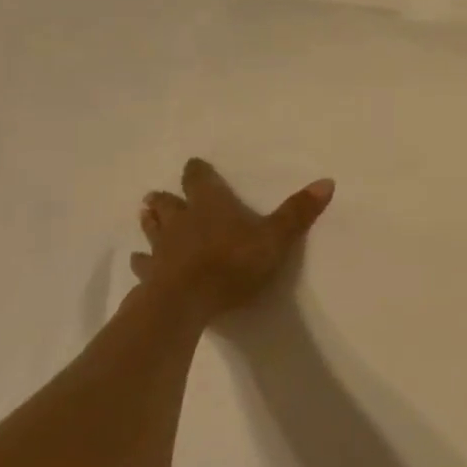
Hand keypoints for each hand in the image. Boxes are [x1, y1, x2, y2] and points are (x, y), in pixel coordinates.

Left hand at [132, 157, 334, 324]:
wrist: (186, 301)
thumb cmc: (233, 263)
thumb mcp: (276, 237)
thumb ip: (298, 211)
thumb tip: (327, 180)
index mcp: (211, 205)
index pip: (200, 180)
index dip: (198, 172)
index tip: (194, 165)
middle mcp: (182, 220)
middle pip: (169, 203)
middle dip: (167, 198)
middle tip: (158, 194)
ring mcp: (162, 248)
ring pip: (153, 228)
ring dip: (150, 221)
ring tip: (144, 214)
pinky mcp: (150, 275)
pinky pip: (143, 263)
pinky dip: (142, 259)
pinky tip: (139, 260)